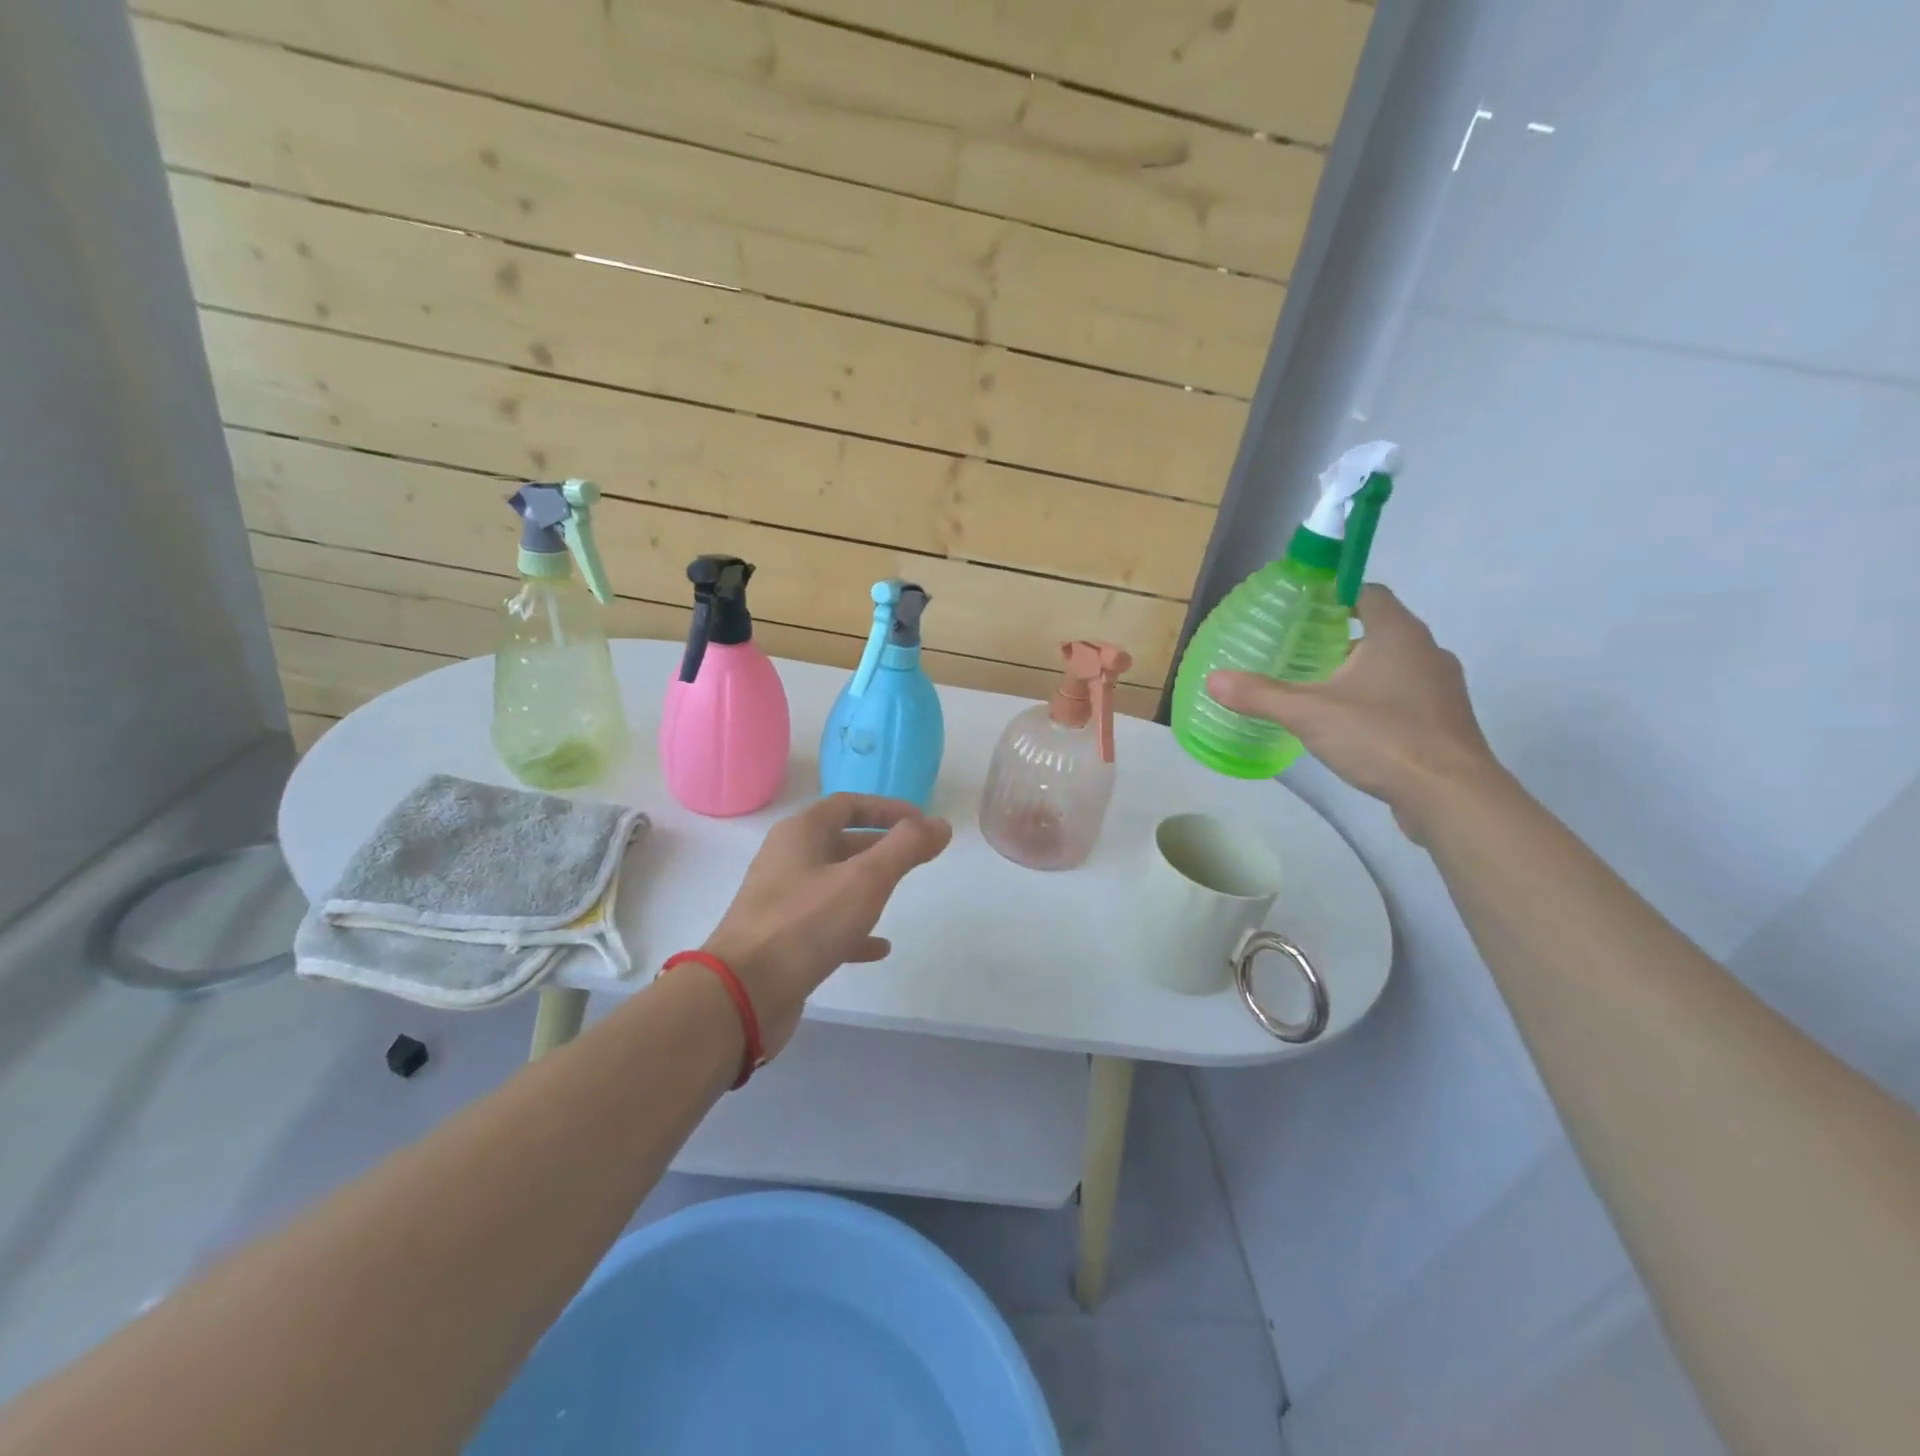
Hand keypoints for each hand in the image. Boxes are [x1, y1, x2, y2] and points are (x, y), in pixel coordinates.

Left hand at [701, 794, 951, 1054]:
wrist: (741, 994)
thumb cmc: (805, 924)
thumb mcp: (865, 880)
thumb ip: (906, 848)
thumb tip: (940, 824)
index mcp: (800, 833)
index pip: (848, 804)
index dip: (887, 809)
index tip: (921, 822)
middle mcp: (787, 860)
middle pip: (840, 842)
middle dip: (879, 846)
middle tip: (917, 857)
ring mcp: (781, 901)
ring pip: (833, 883)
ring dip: (866, 886)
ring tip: (899, 895)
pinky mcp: (781, 939)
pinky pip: (824, 924)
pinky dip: (853, 928)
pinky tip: (879, 947)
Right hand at [1206, 585, 1503, 842]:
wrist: (1450, 795)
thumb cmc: (1381, 736)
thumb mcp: (1309, 713)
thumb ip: (1260, 694)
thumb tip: (1212, 679)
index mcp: (1398, 634)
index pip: (1368, 593)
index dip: (1336, 595)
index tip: (1304, 610)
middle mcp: (1426, 651)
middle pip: (1380, 630)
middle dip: (1341, 638)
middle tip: (1299, 653)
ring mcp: (1442, 688)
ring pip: (1394, 666)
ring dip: (1361, 672)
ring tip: (1320, 691)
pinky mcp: (1446, 722)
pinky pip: (1406, 698)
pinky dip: (1379, 701)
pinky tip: (1352, 727)